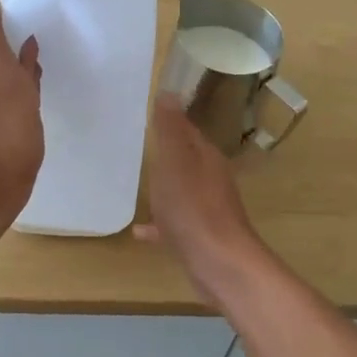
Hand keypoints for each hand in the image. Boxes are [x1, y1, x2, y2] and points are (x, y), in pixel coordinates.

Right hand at [136, 96, 264, 302]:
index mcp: (205, 157)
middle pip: (185, 160)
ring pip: (181, 191)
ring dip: (164, 188)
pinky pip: (176, 223)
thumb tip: (169, 92)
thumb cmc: (193, 208)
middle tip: (136, 148)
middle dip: (165, 154)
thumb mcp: (174, 162)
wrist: (220, 264)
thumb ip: (170, 130)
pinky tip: (140, 232)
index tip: (146, 116)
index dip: (169, 122)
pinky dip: (160, 223)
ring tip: (138, 186)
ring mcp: (207, 209)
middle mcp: (210, 179)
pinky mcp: (200, 236)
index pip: (187, 130)